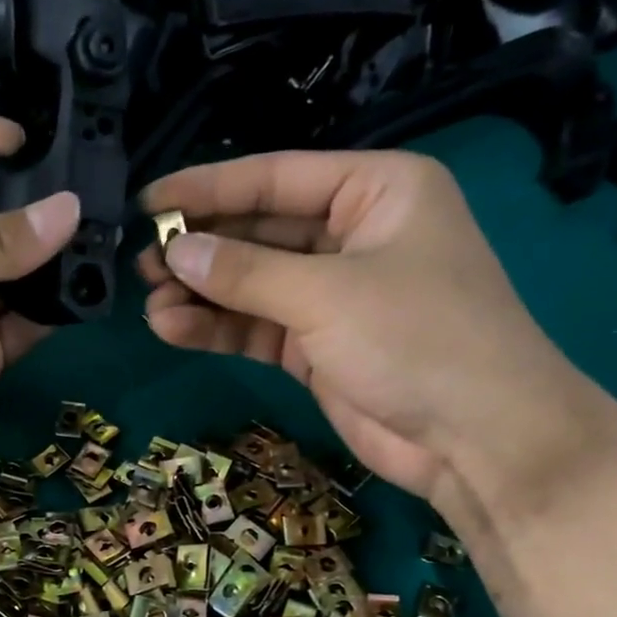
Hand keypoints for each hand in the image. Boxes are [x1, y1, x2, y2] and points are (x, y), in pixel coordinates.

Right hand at [138, 150, 616, 521]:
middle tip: (142, 263)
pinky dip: (220, 329)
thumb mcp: (327, 294)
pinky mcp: (317, 347)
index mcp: (375, 191)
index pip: (276, 179)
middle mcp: (352, 236)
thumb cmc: (416, 338)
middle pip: (260, 233)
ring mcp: (334, 296)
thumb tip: (176, 252)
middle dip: (202, 250)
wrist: (475, 438)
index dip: (208, 189)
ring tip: (150, 304)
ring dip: (203, 295)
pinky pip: (258, 328)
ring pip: (253, 286)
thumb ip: (246, 273)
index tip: (148, 201)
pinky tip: (172, 329)